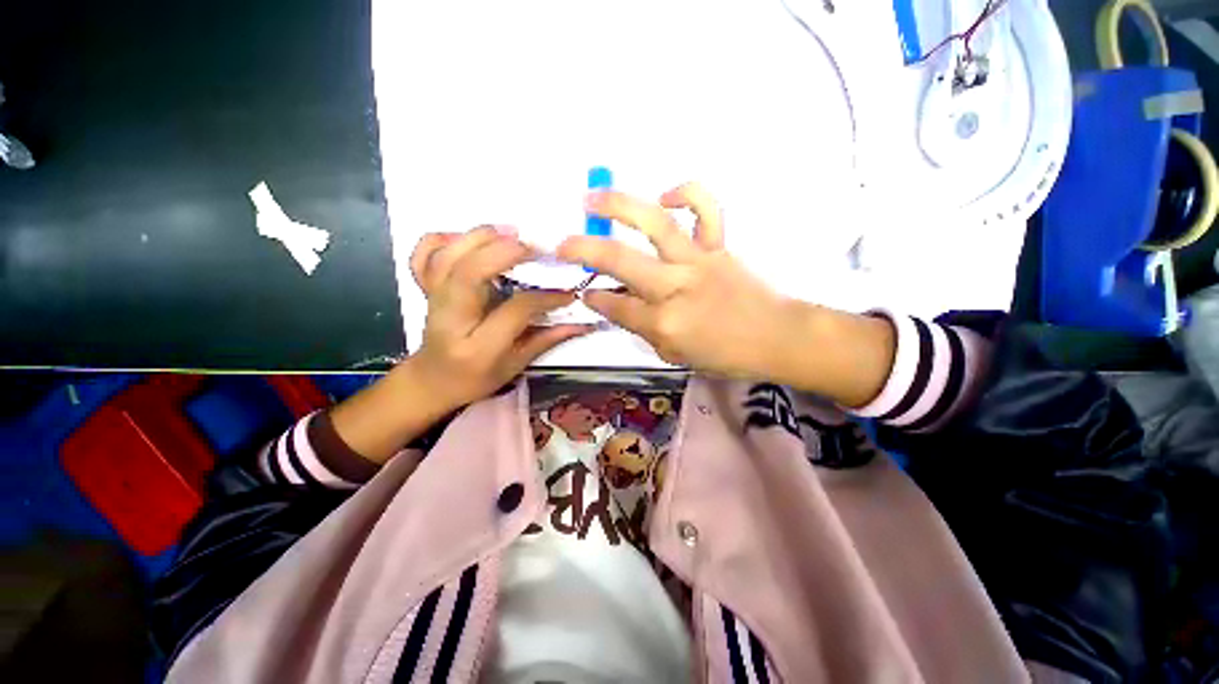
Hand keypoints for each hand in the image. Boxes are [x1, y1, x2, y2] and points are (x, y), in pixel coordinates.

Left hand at [410, 226, 591, 407]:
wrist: (434, 379)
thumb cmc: (478, 378)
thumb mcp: (517, 365)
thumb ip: (548, 339)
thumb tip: (585, 322)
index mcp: (479, 346)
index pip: (514, 310)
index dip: (545, 297)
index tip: (567, 292)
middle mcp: (451, 319)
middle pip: (470, 274)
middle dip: (505, 252)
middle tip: (536, 247)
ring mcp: (433, 300)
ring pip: (447, 257)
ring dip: (479, 237)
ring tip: (511, 232)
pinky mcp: (426, 289)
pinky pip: (423, 256)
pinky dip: (443, 238)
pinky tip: (469, 238)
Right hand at [557, 184, 795, 377]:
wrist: (774, 336)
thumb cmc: (724, 354)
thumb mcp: (675, 355)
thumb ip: (642, 329)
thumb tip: (615, 304)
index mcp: (663, 323)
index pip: (616, 307)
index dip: (595, 299)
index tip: (585, 291)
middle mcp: (675, 287)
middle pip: (620, 261)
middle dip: (584, 250)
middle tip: (563, 243)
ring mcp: (698, 260)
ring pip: (654, 225)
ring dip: (619, 206)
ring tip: (592, 197)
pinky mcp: (718, 245)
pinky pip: (706, 208)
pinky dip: (685, 194)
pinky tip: (665, 197)